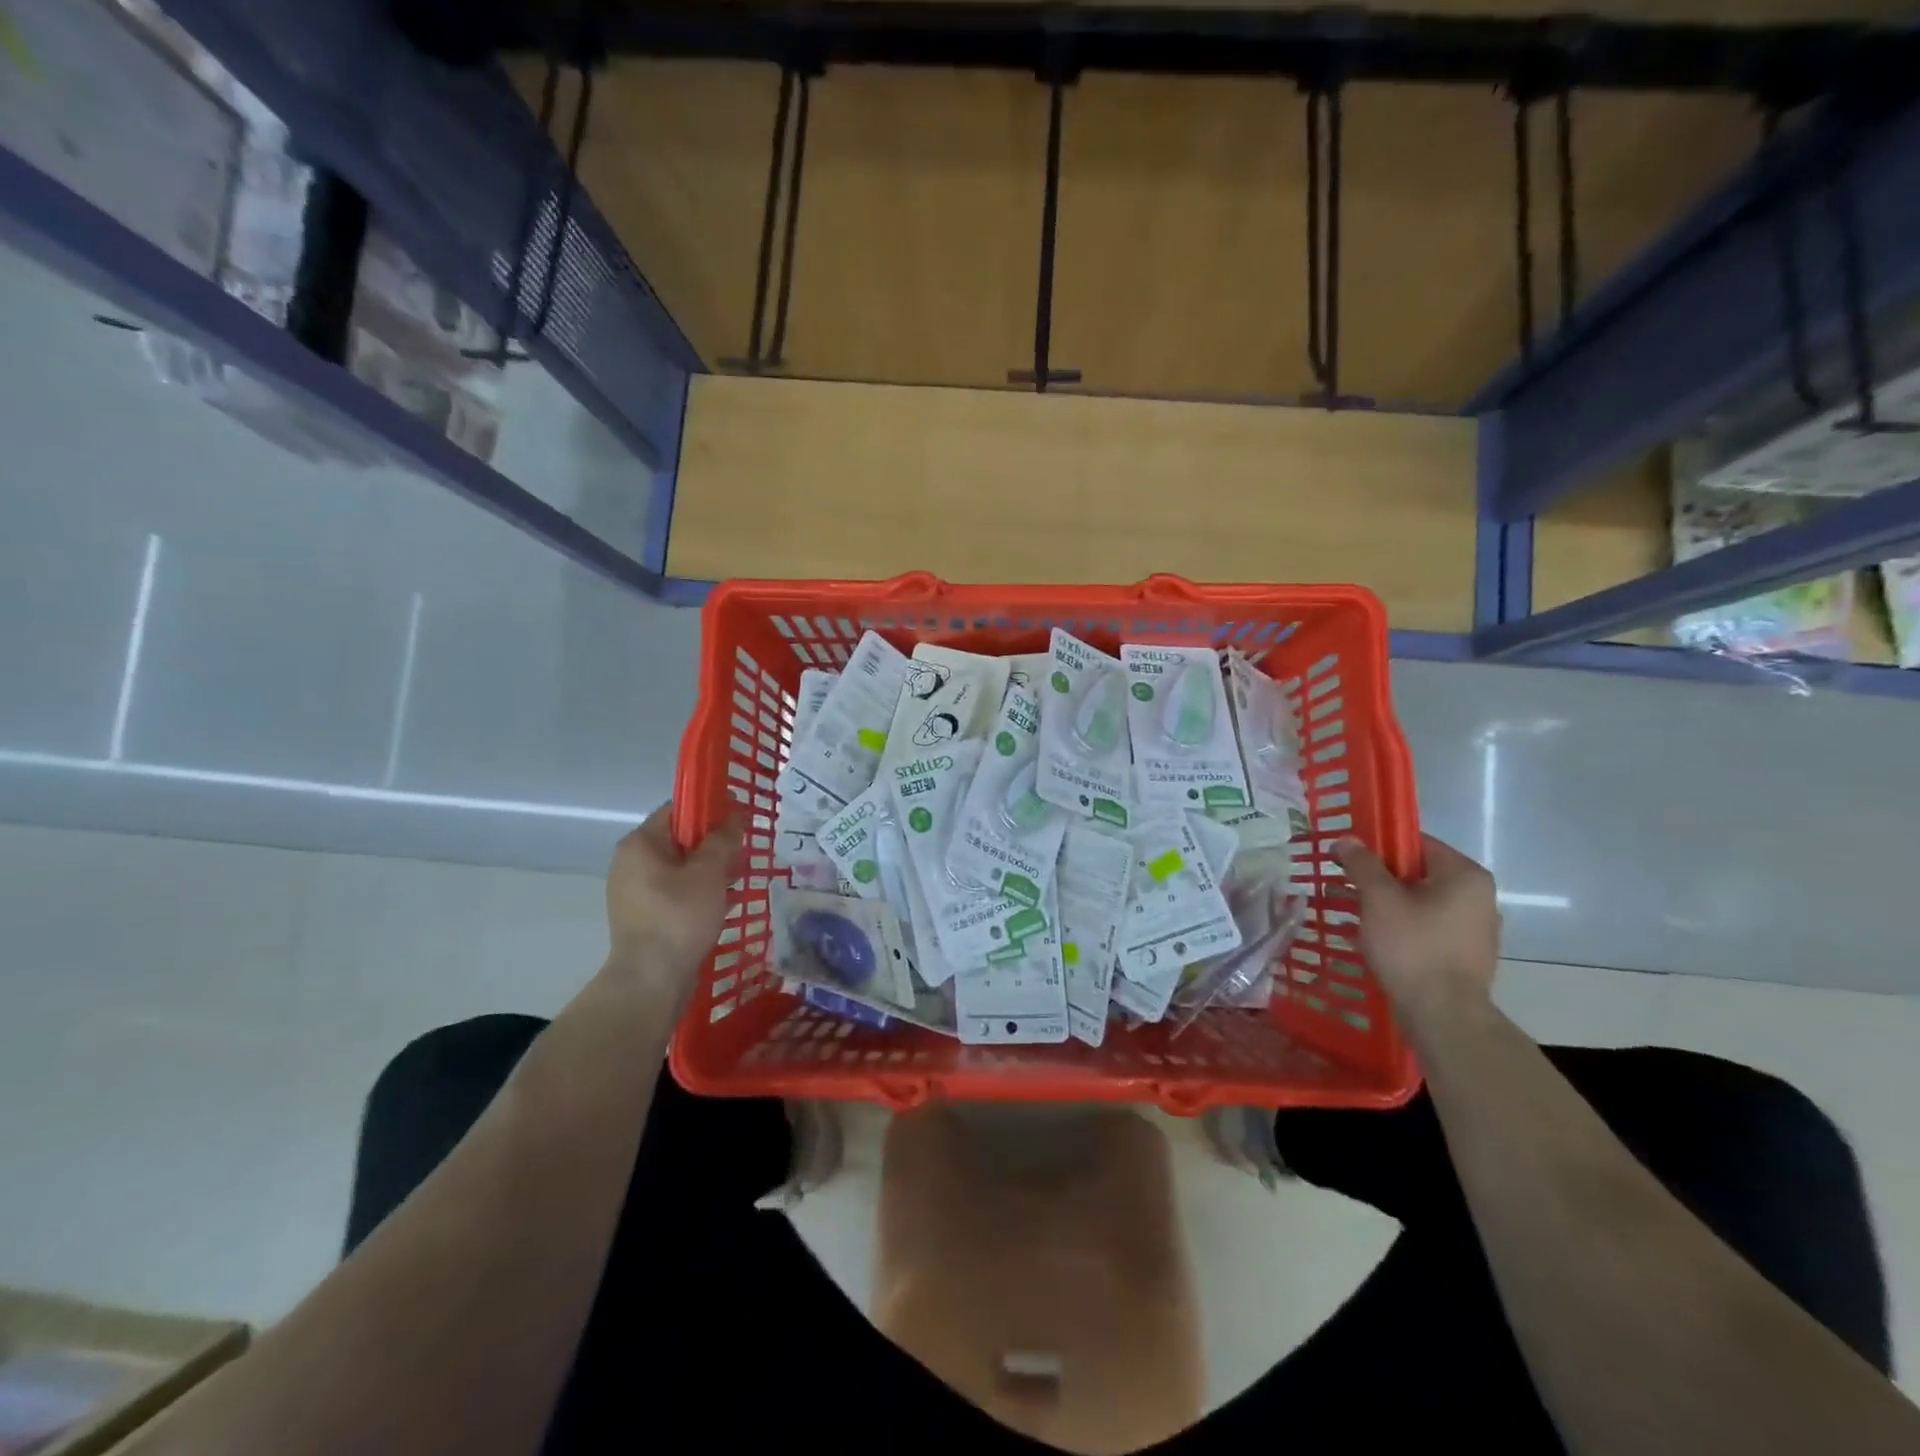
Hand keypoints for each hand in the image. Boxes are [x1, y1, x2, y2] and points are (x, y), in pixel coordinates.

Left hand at [604, 804, 742, 999]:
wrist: (651, 980)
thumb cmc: (679, 917)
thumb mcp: (709, 873)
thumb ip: (723, 840)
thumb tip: (735, 815)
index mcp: (640, 844)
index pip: (678, 809)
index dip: (711, 807)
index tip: (740, 816)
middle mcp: (631, 862)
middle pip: (680, 838)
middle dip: (714, 842)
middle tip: (744, 850)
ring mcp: (635, 891)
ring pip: (680, 867)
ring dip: (710, 868)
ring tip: (739, 877)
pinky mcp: (644, 916)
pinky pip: (677, 890)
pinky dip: (700, 890)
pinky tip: (725, 901)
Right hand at [1335, 834, 1498, 1031]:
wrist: (1443, 1015)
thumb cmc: (1413, 947)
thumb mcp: (1379, 899)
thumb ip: (1362, 865)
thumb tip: (1347, 840)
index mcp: (1465, 875)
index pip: (1416, 843)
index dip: (1378, 846)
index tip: (1347, 857)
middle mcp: (1478, 897)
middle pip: (1417, 873)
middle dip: (1378, 878)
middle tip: (1343, 885)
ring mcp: (1474, 929)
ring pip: (1419, 903)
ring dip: (1386, 904)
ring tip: (1351, 913)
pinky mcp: (1464, 955)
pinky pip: (1426, 928)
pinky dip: (1400, 927)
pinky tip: (1373, 939)